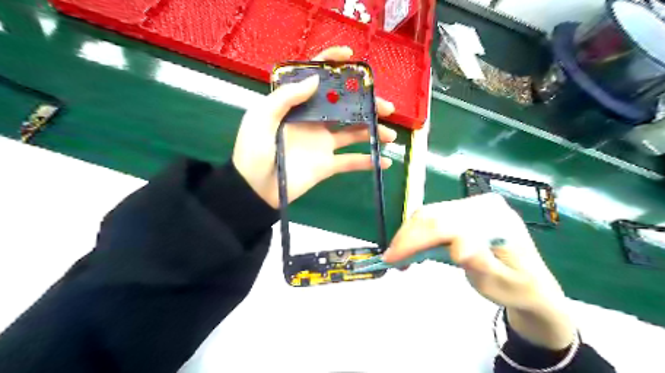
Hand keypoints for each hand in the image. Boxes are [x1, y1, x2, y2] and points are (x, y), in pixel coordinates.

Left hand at [233, 45, 396, 207]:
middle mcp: (313, 121)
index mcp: (297, 106)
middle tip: (386, 107)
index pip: (317, 80)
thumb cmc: (253, 150)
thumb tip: (316, 78)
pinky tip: (385, 162)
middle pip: (345, 107)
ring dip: (373, 132)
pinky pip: (351, 162)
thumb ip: (286, 97)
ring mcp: (322, 144)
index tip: (351, 57)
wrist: (254, 189)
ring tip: (390, 135)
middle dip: (367, 104)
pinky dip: (368, 162)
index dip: (332, 65)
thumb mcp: (261, 117)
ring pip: (353, 133)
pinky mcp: (327, 165)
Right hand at [389, 194, 573, 349]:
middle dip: (406, 237)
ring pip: (428, 214)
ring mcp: (471, 205)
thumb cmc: (517, 287)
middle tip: (389, 259)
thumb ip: (481, 263)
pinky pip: (433, 217)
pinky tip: (411, 248)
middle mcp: (482, 205)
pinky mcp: (463, 211)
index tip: (393, 261)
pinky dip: (417, 233)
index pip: (446, 225)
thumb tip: (457, 248)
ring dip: (409, 235)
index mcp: (496, 219)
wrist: (530, 283)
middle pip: (433, 216)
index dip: (416, 241)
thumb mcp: (500, 283)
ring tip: (398, 256)